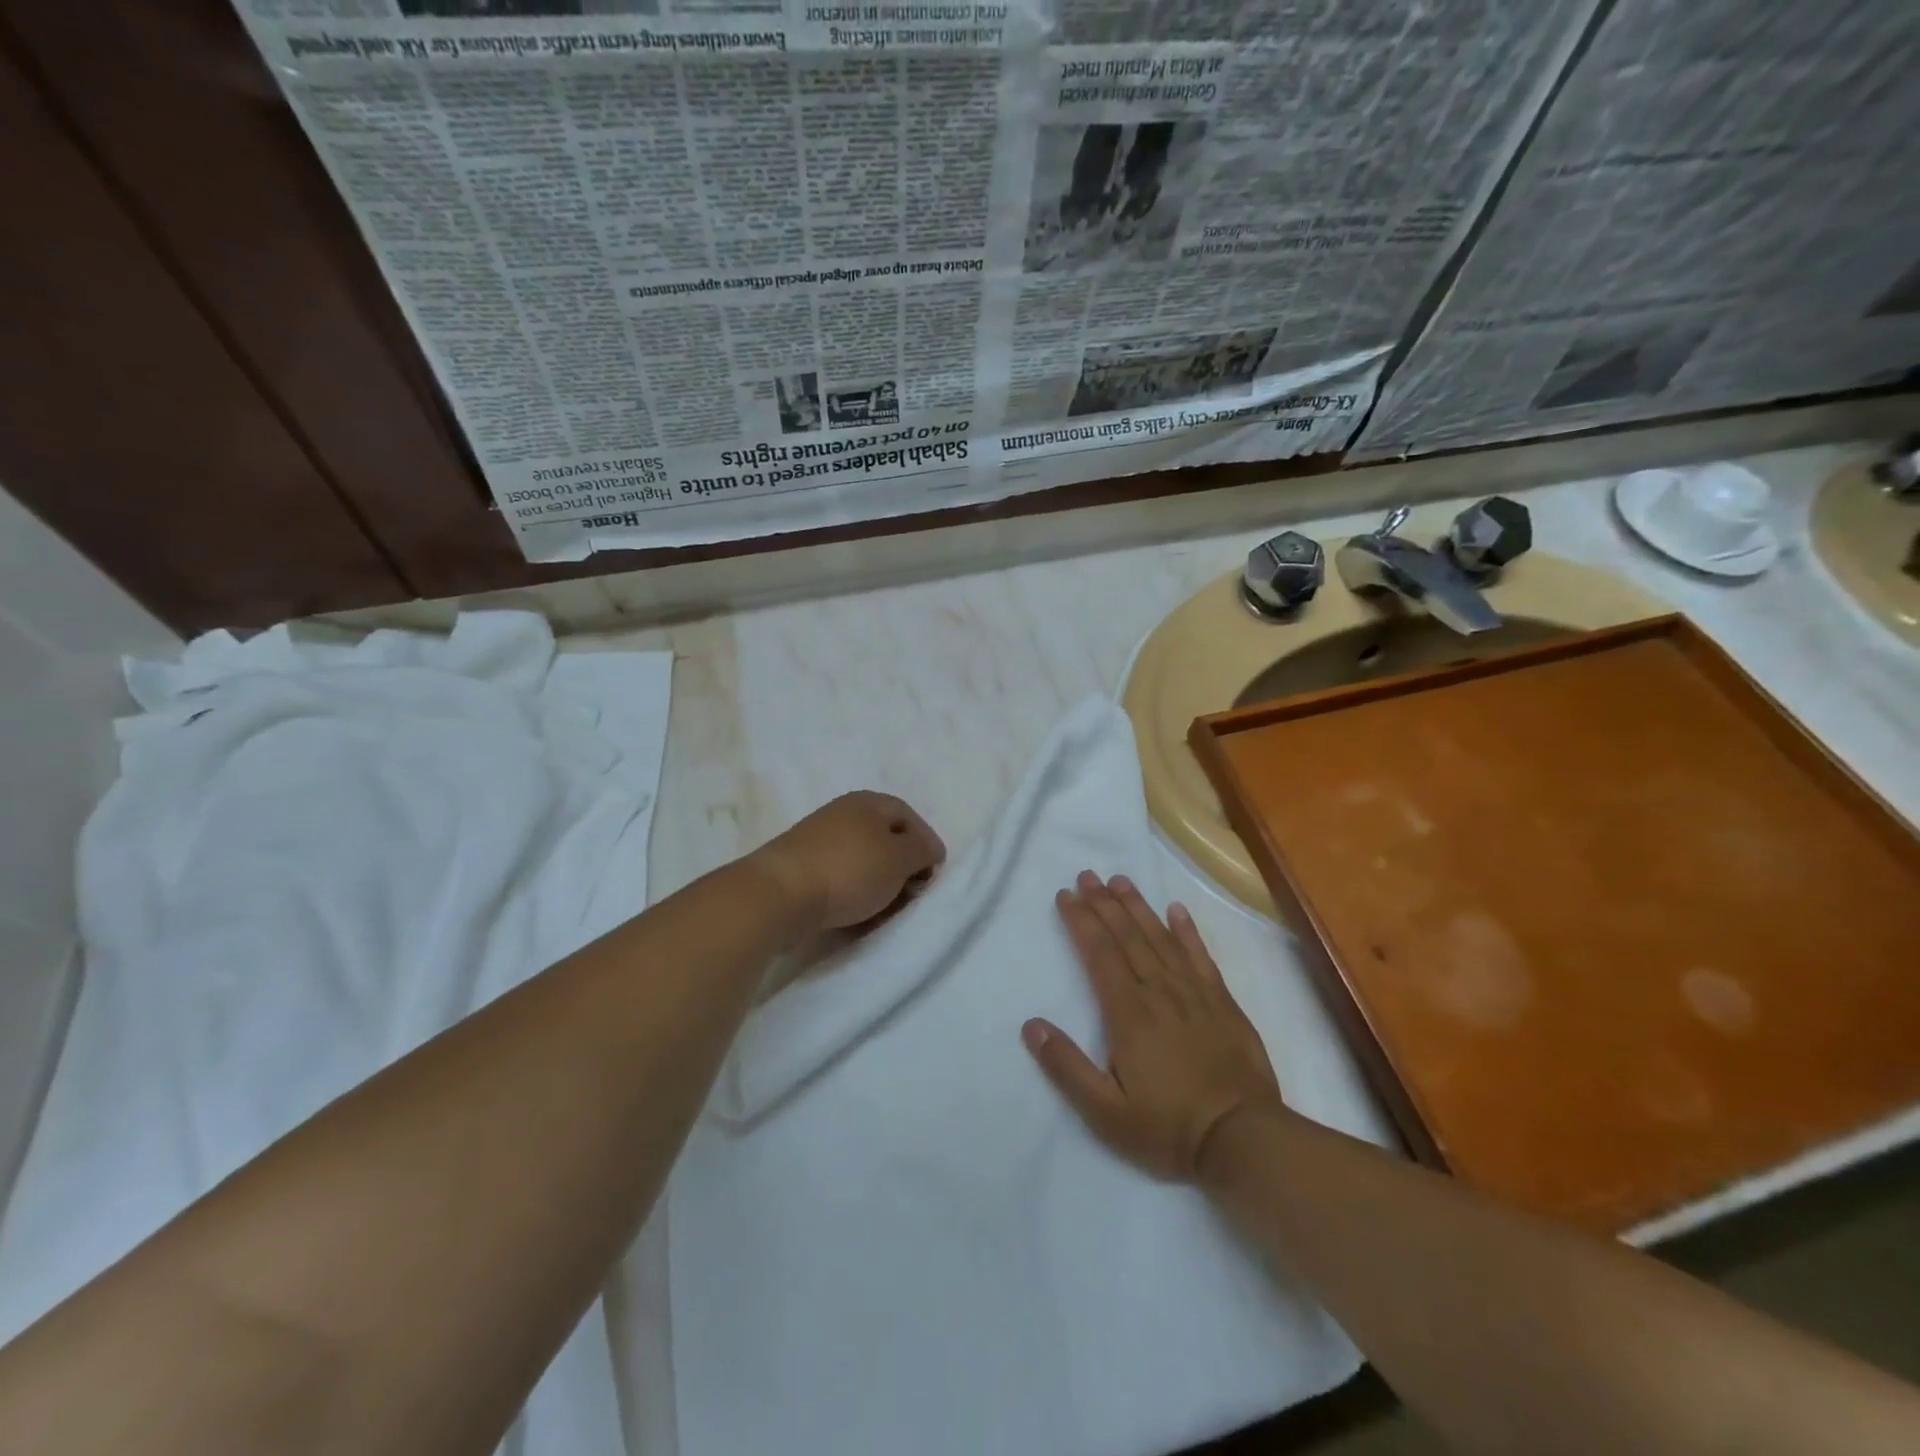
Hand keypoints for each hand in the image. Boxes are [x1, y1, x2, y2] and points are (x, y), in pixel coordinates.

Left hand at [751, 791, 945, 933]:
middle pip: (885, 840)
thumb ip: (923, 850)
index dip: (927, 844)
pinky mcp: (802, 868)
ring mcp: (819, 841)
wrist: (779, 895)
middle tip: (910, 897)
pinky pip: (840, 880)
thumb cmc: (849, 870)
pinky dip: (854, 896)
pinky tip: (857, 917)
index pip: (909, 817)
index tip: (932, 876)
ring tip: (885, 913)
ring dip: (879, 888)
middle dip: (903, 870)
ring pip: (863, 863)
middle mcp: (843, 814)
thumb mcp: (900, 858)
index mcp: (868, 802)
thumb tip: (928, 849)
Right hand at [1023, 873, 1283, 1181]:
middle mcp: (1159, 991)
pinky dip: (1188, 931)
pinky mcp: (1222, 1002)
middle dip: (1104, 903)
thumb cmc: (1168, 1128)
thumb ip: (1066, 1067)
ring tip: (1120, 881)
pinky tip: (1177, 910)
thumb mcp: (1105, 1112)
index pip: (1099, 953)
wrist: (1243, 1140)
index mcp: (1128, 1013)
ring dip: (1138, 907)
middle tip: (1087, 875)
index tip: (1066, 895)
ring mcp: (1194, 993)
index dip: (1080, 921)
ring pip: (1160, 938)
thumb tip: (1031, 1026)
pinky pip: (1201, 956)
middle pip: (1127, 936)